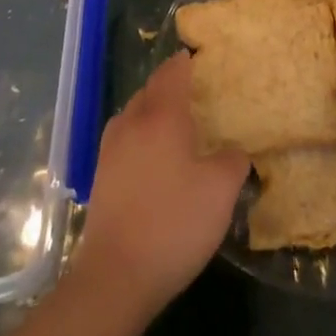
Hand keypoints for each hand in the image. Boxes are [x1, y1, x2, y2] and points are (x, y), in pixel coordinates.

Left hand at [72, 52, 247, 331]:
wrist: (114, 278)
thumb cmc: (173, 224)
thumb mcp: (220, 192)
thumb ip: (233, 162)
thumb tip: (234, 152)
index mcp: (162, 115)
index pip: (173, 72)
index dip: (186, 61)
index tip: (199, 57)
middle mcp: (133, 122)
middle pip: (150, 90)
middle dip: (170, 85)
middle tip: (194, 91)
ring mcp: (111, 150)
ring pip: (134, 114)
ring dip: (152, 110)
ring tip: (174, 123)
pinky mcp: (101, 178)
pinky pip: (124, 139)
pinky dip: (140, 136)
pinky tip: (153, 158)